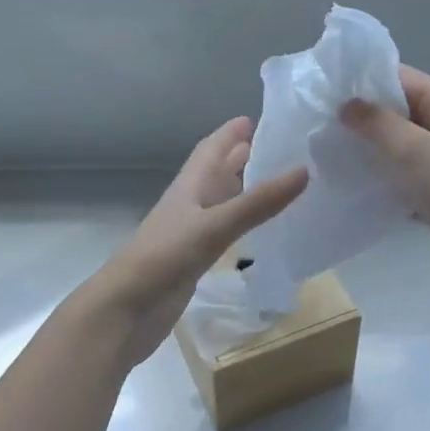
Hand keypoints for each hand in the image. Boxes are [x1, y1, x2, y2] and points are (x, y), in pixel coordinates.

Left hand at [90, 117, 307, 365]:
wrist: (125, 312)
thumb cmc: (164, 258)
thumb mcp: (214, 226)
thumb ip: (258, 202)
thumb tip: (304, 170)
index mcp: (189, 187)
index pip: (211, 149)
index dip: (230, 133)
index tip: (257, 117)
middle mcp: (190, 205)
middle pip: (217, 173)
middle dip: (243, 157)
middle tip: (279, 148)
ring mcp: (191, 234)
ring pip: (222, 202)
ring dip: (245, 190)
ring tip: (278, 182)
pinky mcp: (195, 261)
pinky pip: (225, 232)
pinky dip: (243, 224)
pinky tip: (260, 229)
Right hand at [341, 65, 429, 297]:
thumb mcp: (416, 151)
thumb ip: (379, 124)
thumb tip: (345, 104)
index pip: (402, 79)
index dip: (366, 82)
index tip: (327, 91)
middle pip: (397, 111)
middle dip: (362, 117)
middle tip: (320, 124)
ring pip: (396, 145)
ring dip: (368, 148)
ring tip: (327, 152)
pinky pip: (400, 174)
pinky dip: (379, 176)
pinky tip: (348, 182)